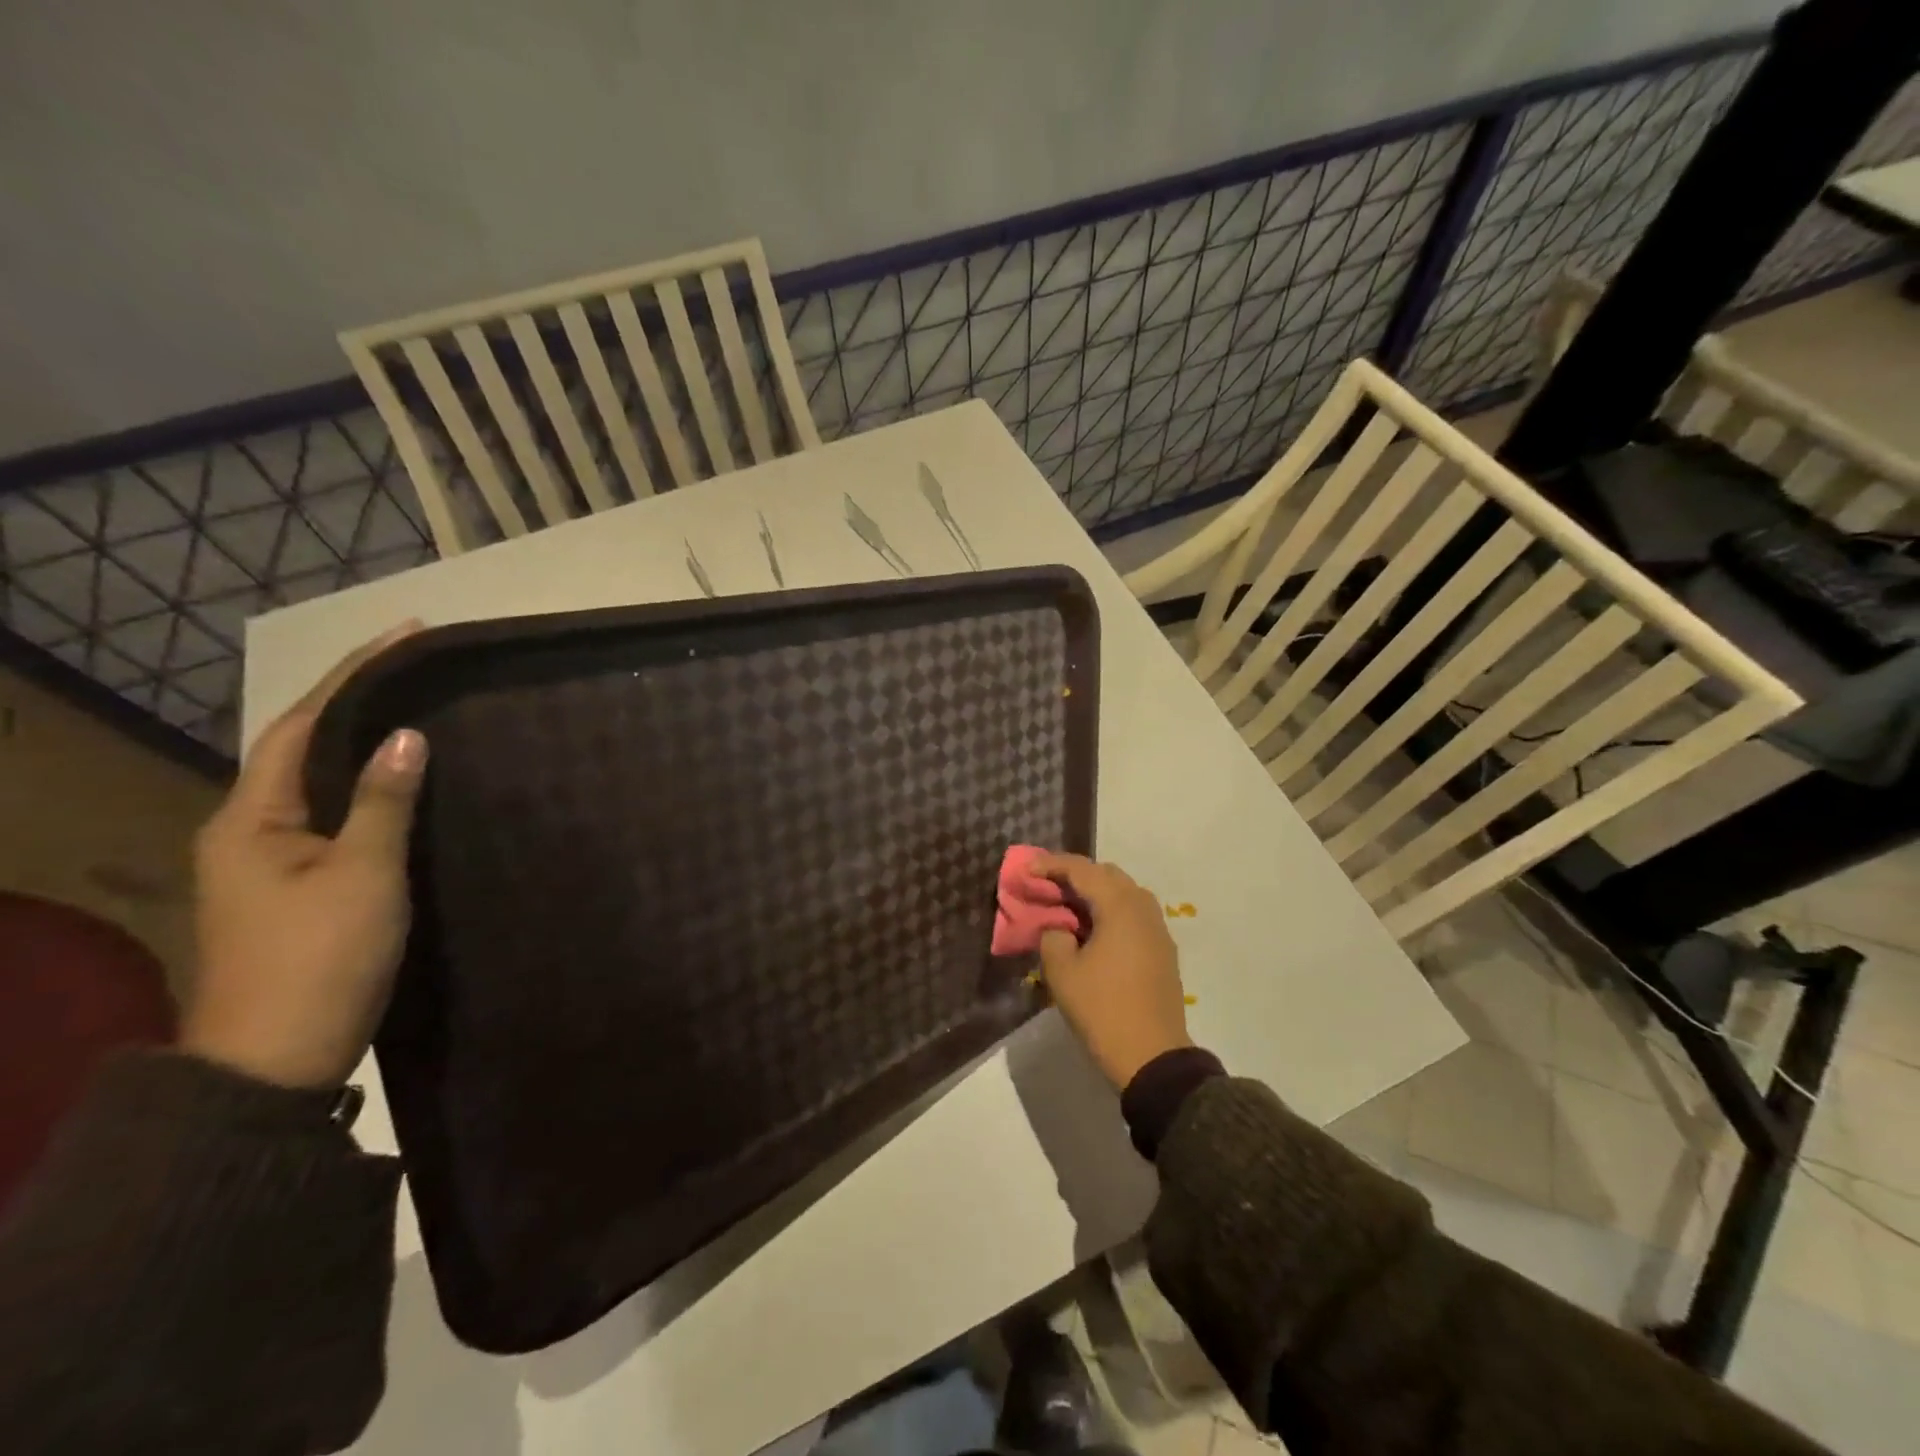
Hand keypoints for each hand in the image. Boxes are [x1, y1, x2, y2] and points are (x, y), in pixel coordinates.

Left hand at [183, 623, 427, 1088]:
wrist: (275, 1061)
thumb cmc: (318, 959)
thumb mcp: (362, 875)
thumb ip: (382, 801)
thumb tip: (407, 735)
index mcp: (250, 817)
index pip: (303, 723)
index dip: (354, 675)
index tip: (406, 637)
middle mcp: (250, 829)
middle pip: (304, 745)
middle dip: (359, 700)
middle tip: (420, 670)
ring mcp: (270, 861)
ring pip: (319, 781)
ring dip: (364, 743)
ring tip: (421, 712)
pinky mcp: (297, 886)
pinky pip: (334, 815)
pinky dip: (368, 787)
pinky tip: (406, 783)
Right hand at [1032, 854, 1191, 1090]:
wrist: (1153, 1057)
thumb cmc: (1102, 1009)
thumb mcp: (1062, 971)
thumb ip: (1053, 935)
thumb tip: (1060, 927)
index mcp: (1119, 906)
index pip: (1082, 870)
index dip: (1051, 865)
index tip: (1027, 869)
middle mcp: (1143, 907)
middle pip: (1106, 875)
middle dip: (1074, 875)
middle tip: (1046, 887)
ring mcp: (1157, 929)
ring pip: (1123, 893)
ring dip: (1094, 893)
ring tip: (1067, 907)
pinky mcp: (1162, 949)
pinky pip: (1133, 914)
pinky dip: (1110, 911)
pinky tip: (1092, 930)